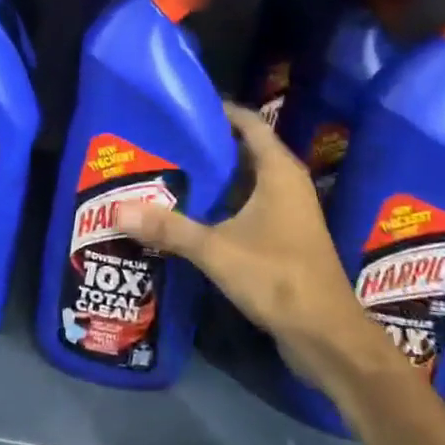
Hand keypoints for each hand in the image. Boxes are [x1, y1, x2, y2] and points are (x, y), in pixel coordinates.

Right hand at [115, 102, 372, 372]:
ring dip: (214, 179)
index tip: (183, 107)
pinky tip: (191, 215)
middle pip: (245, 151)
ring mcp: (289, 213)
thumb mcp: (216, 250)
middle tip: (165, 142)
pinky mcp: (285, 239)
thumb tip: (117, 209)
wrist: (327, 336)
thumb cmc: (278, 278)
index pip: (250, 123)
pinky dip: (223, 205)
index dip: (220, 111)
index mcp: (279, 172)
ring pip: (246, 182)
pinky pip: (250, 207)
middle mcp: (288, 185)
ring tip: (170, 173)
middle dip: (208, 146)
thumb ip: (168, 228)